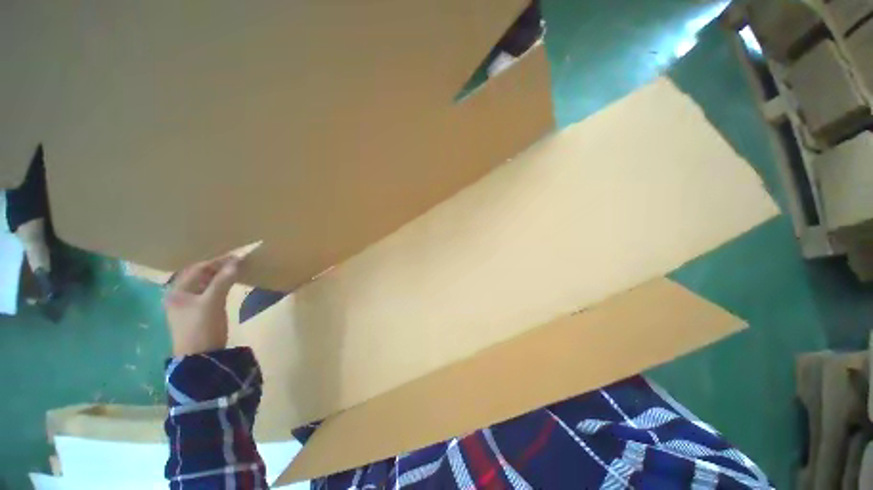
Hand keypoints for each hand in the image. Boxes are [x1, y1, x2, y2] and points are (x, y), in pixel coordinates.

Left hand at [164, 256, 240, 356]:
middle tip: (238, 262)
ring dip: (219, 276)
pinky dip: (219, 286)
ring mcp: (187, 305)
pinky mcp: (197, 312)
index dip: (217, 261)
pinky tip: (229, 284)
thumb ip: (223, 281)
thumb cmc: (202, 327)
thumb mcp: (213, 303)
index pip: (197, 269)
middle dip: (218, 267)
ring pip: (204, 284)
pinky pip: (208, 292)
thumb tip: (236, 262)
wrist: (200, 357)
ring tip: (236, 270)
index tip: (237, 256)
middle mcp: (179, 295)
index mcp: (177, 291)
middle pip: (199, 275)